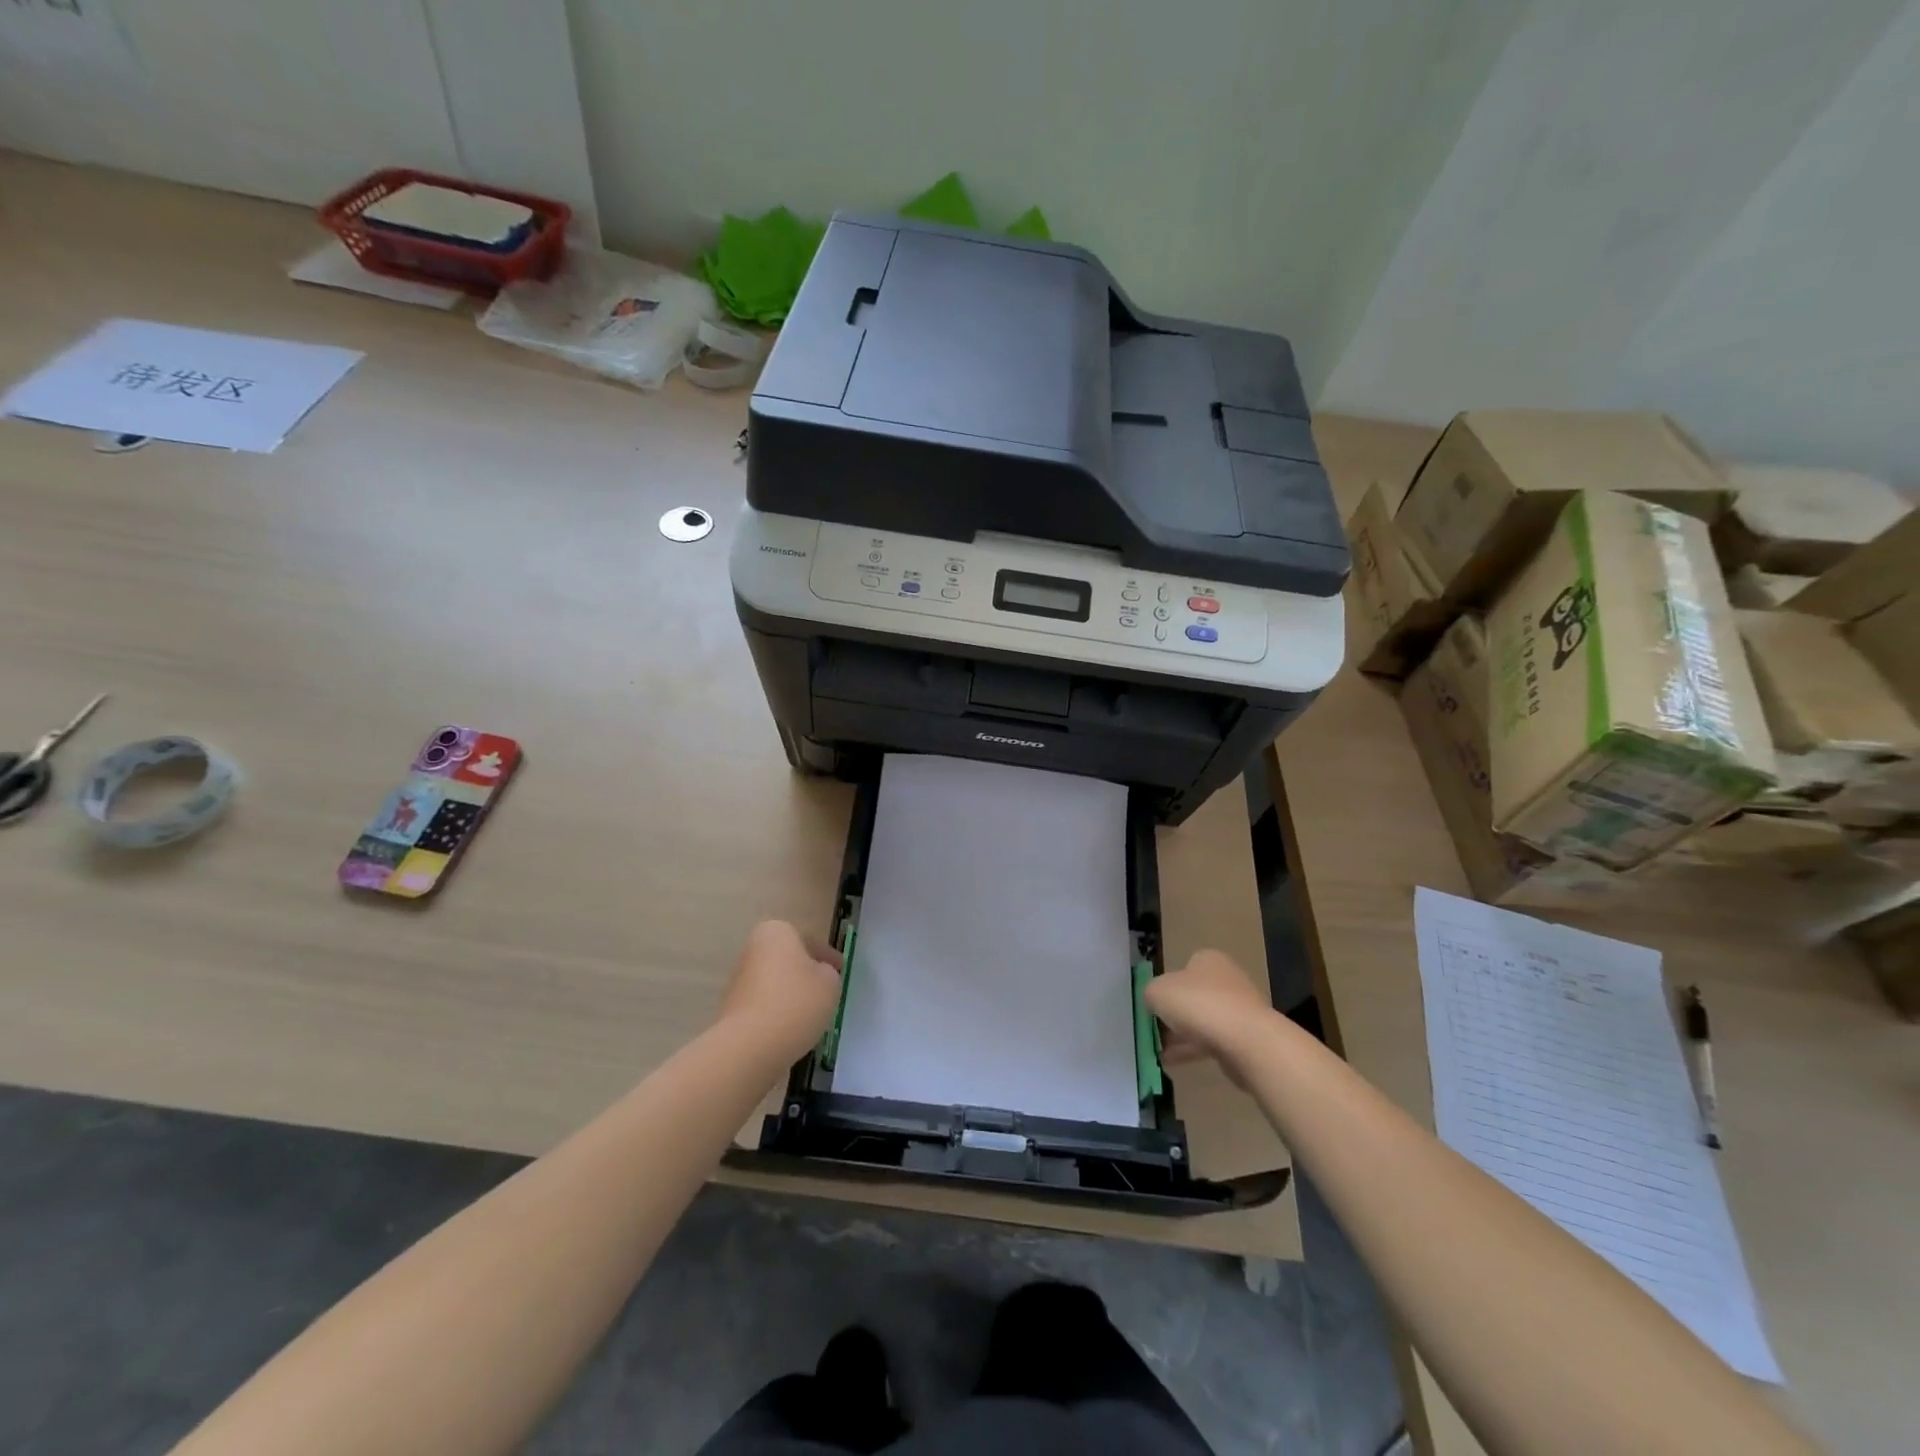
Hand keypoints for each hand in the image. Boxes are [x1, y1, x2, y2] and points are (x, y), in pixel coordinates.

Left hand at [719, 921, 842, 1058]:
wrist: (750, 1046)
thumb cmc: (796, 1002)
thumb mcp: (830, 982)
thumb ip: (828, 973)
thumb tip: (819, 975)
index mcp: (776, 932)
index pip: (809, 939)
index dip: (828, 955)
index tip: (840, 970)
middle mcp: (752, 950)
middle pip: (788, 959)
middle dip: (805, 973)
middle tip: (826, 989)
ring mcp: (738, 980)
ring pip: (775, 983)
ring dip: (791, 994)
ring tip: (811, 1014)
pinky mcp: (732, 1010)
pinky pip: (764, 1005)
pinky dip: (778, 1013)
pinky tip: (792, 1029)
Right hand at [1144, 950, 1271, 1083]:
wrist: (1247, 1042)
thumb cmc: (1199, 1004)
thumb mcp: (1157, 992)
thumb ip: (1150, 993)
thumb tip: (1154, 1002)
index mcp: (1208, 959)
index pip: (1182, 969)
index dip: (1165, 987)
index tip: (1153, 1006)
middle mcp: (1227, 979)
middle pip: (1192, 996)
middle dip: (1174, 1014)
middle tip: (1155, 1030)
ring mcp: (1240, 1009)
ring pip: (1203, 1021)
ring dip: (1181, 1035)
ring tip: (1159, 1051)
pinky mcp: (1246, 1037)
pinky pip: (1213, 1042)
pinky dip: (1193, 1050)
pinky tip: (1172, 1062)